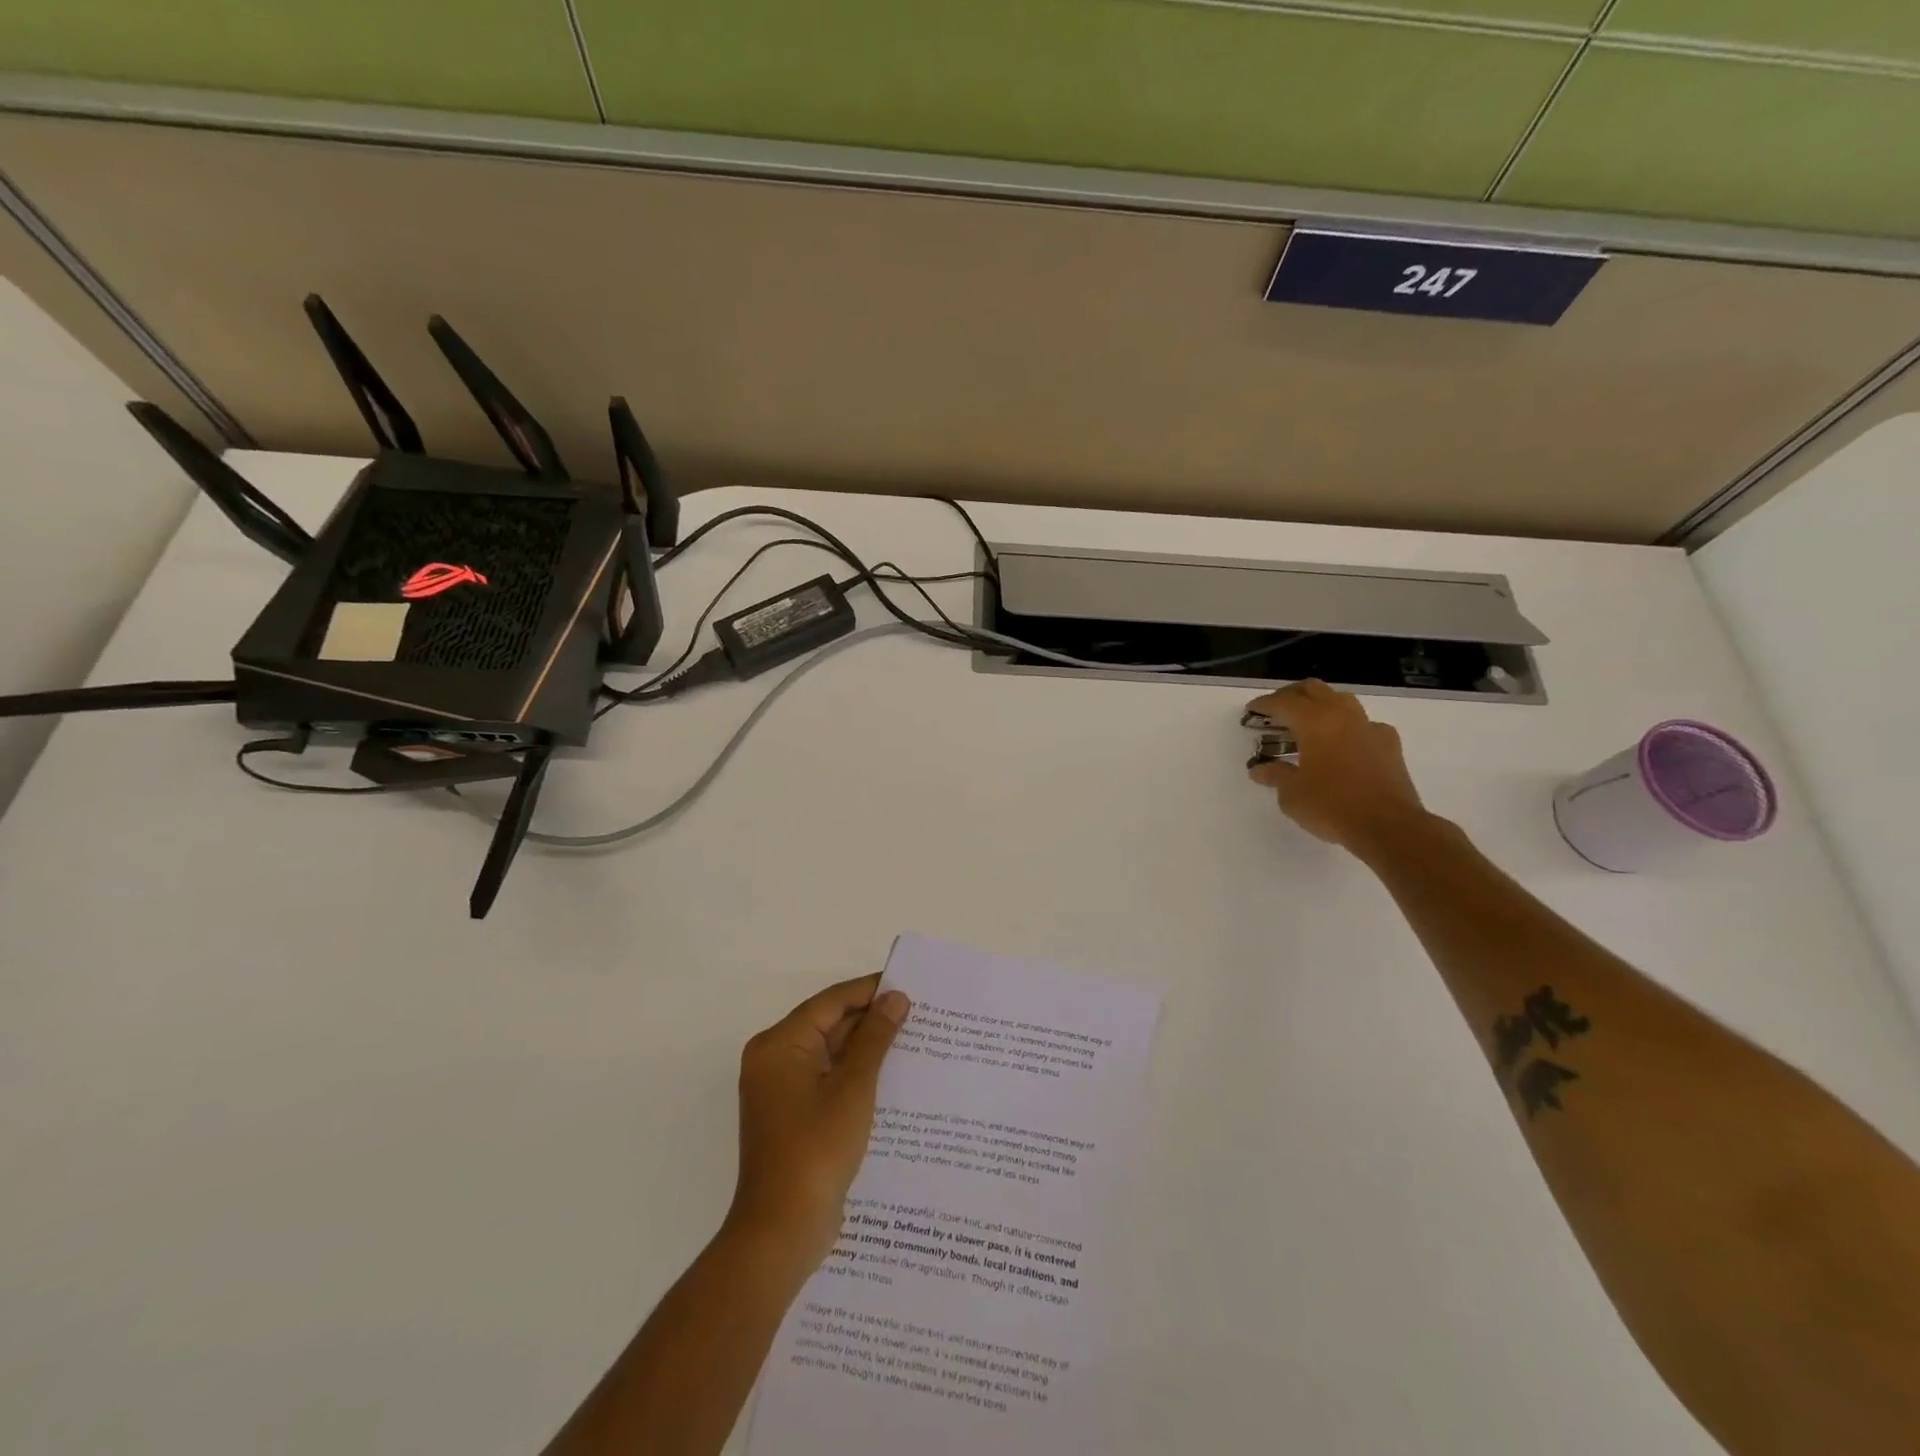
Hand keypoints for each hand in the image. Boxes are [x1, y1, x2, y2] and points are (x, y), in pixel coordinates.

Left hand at [726, 974, 911, 1269]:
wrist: (782, 1232)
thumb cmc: (816, 1150)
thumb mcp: (853, 1087)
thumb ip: (875, 1038)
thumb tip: (896, 998)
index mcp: (779, 1045)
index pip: (831, 1002)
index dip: (870, 990)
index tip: (909, 984)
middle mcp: (775, 1060)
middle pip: (828, 1025)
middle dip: (871, 1020)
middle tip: (919, 1013)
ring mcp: (782, 1090)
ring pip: (831, 1054)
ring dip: (867, 1048)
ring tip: (913, 1040)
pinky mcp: (794, 1116)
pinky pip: (828, 1079)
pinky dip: (856, 1074)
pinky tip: (892, 1076)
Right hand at [1246, 680, 1430, 857]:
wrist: (1388, 826)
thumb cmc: (1332, 806)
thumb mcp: (1292, 795)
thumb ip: (1276, 775)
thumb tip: (1260, 769)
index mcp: (1314, 722)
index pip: (1283, 702)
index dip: (1263, 704)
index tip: (1251, 711)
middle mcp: (1342, 716)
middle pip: (1313, 689)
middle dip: (1291, 695)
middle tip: (1276, 710)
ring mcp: (1369, 727)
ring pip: (1341, 700)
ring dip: (1321, 704)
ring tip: (1308, 723)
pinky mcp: (1389, 744)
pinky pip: (1364, 724)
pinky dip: (1347, 727)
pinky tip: (1343, 744)